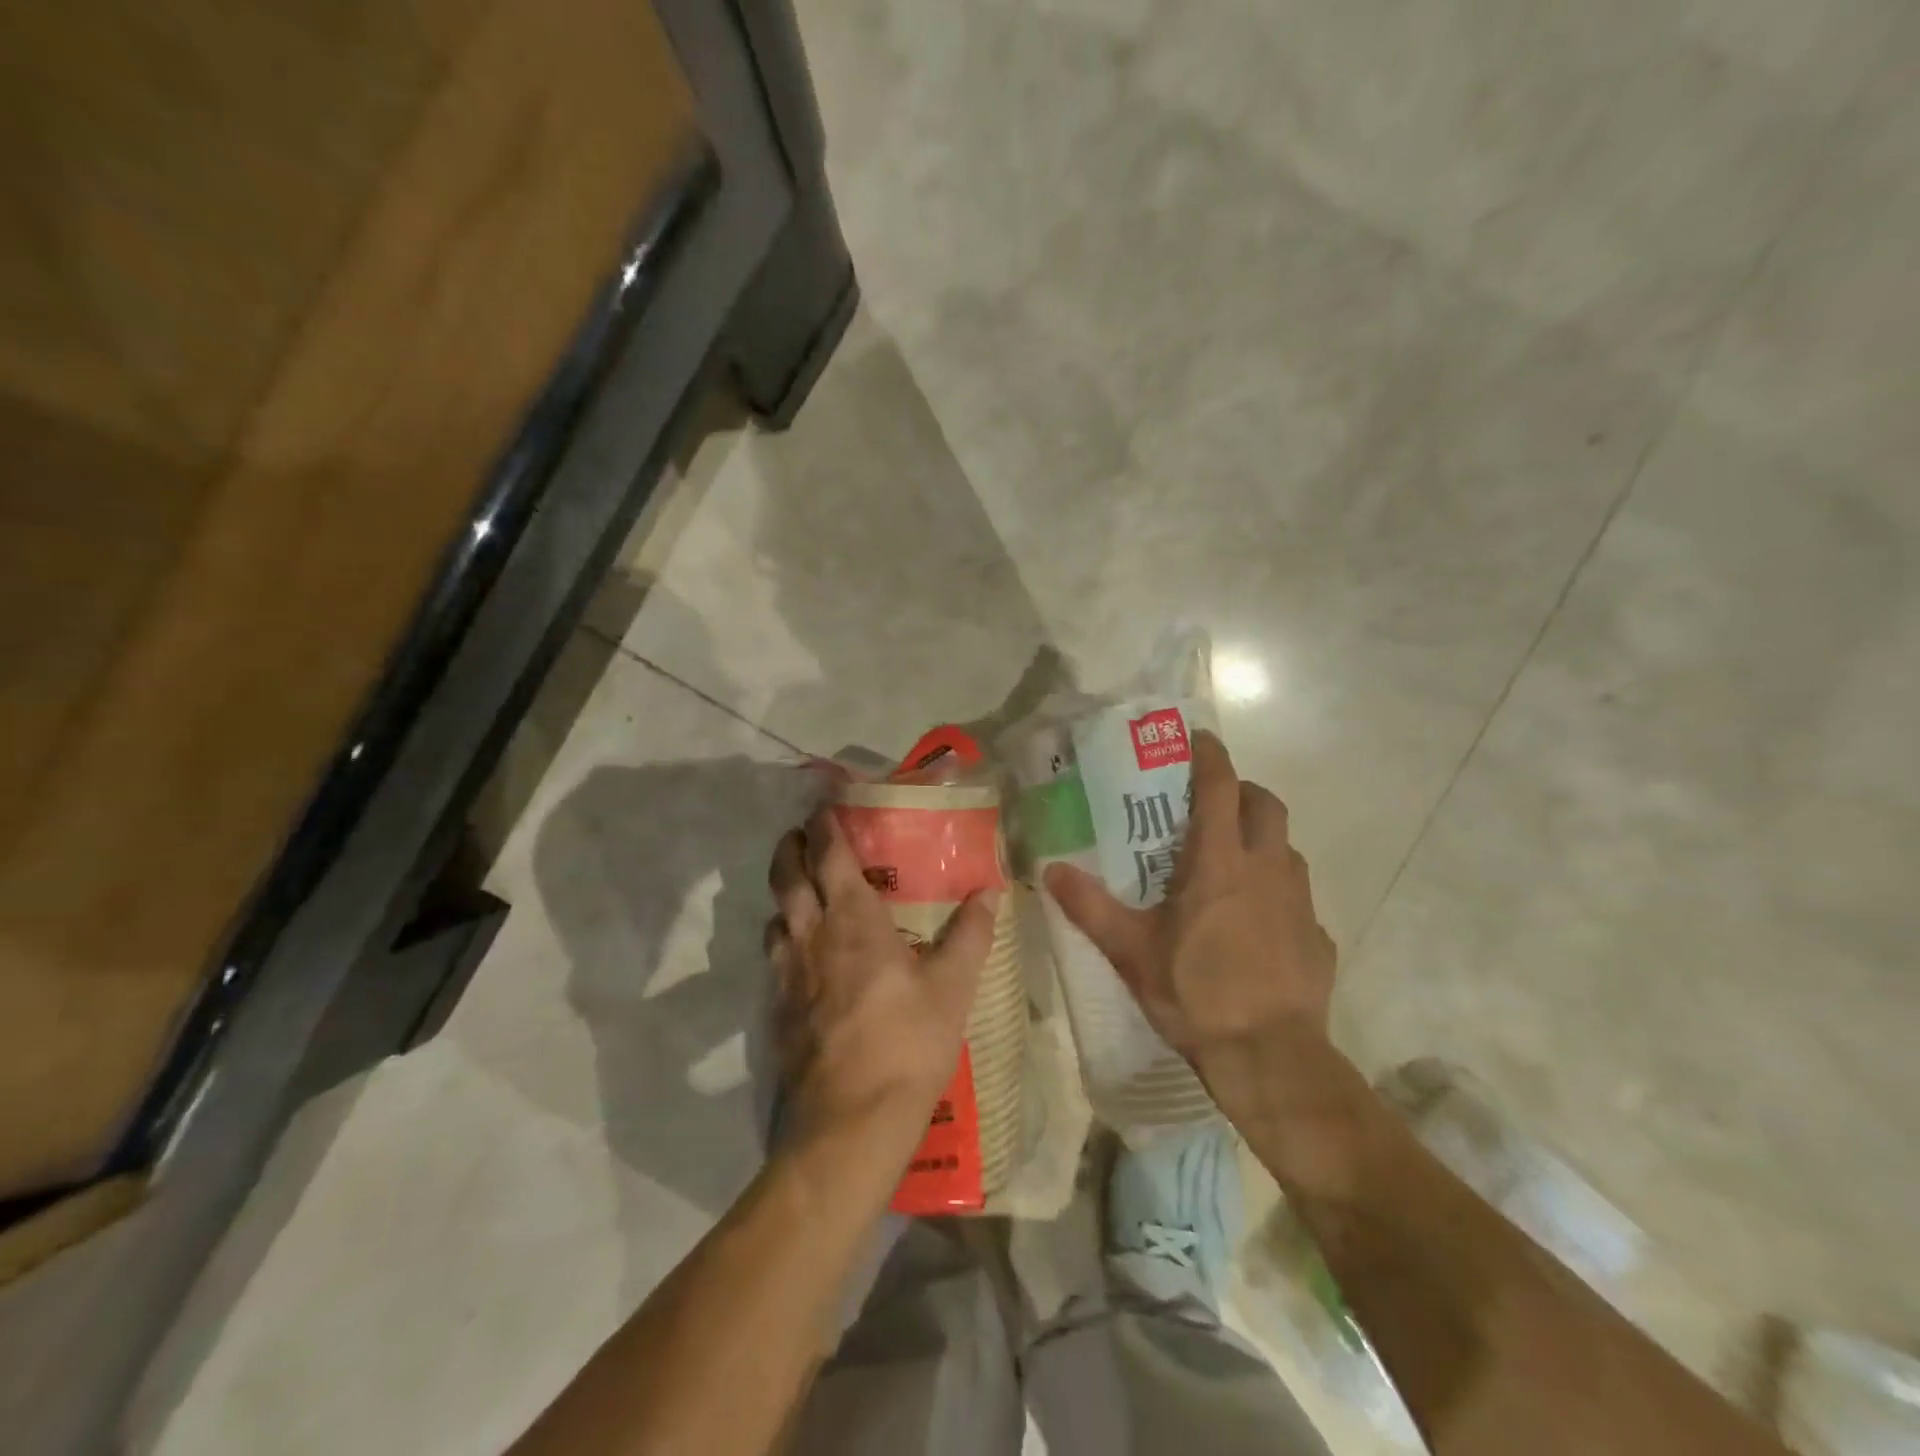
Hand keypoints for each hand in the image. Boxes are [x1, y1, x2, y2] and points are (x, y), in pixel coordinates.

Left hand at [766, 807, 998, 1163]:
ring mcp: (786, 974)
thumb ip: (971, 934)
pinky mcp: (776, 1009)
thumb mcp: (953, 987)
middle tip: (804, 836)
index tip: (824, 803)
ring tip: (804, 894)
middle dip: (791, 847)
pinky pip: (774, 957)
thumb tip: (991, 891)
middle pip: (786, 875)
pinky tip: (804, 958)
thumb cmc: (906, 1043)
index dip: (824, 823)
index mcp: (852, 919)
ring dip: (785, 895)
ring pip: (774, 916)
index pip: (829, 854)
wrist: (847, 1123)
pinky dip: (784, 939)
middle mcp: (810, 935)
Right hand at [1043, 732, 1336, 1107]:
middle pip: (1266, 804)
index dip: (1211, 756)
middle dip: (1243, 791)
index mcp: (1221, 861)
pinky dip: (1277, 889)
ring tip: (1232, 860)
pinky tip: (1256, 921)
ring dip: (1262, 838)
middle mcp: (1267, 868)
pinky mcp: (1318, 936)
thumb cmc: (1196, 993)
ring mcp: (1300, 901)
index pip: (1221, 787)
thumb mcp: (1131, 950)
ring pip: (1287, 847)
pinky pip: (1298, 895)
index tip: (1199, 738)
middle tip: (1213, 802)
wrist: (1271, 1058)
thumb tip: (1050, 871)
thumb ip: (1090, 906)